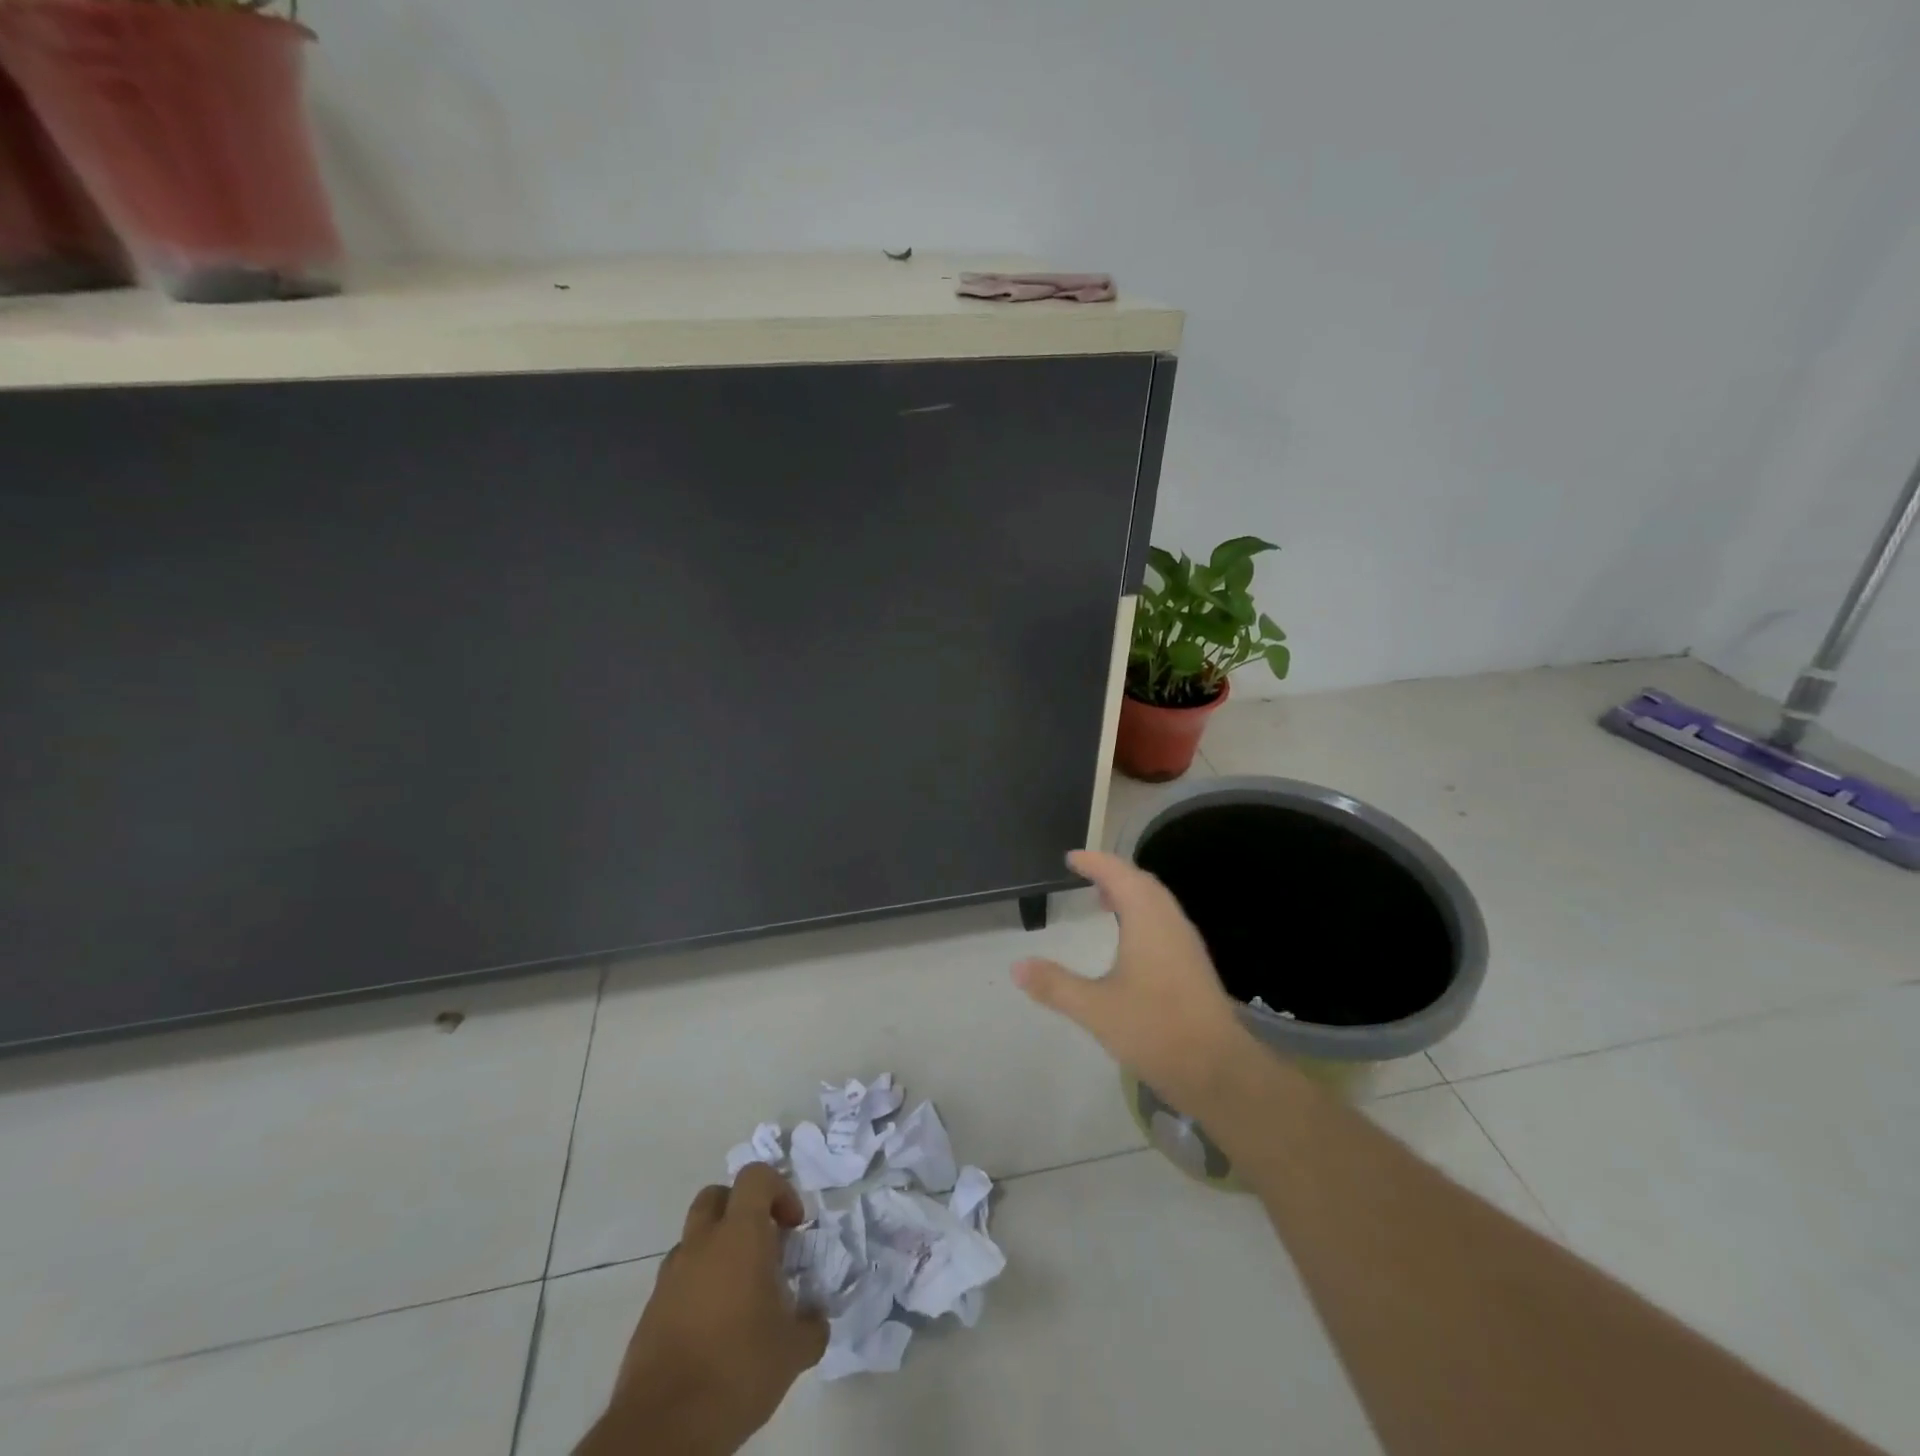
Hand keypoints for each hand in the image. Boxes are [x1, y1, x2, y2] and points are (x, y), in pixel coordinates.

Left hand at [585, 1164, 826, 1455]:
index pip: (755, 1176)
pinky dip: (699, 1286)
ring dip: (718, 1249)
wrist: (663, 1429)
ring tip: (740, 1294)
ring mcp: (670, 1276)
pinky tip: (715, 1327)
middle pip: (717, 1196)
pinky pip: (679, 1278)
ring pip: (695, 1238)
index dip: (779, 1190)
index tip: (793, 1226)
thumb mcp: (794, 1351)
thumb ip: (812, 1324)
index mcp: (739, 1235)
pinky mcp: (651, 1310)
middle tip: (763, 1245)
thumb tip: (816, 1318)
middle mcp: (701, 1243)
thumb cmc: (737, 1371)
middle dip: (742, 1210)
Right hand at [1014, 849, 1254, 1113]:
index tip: (1071, 858)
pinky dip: (1141, 914)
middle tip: (1085, 875)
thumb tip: (1016, 967)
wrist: (1218, 1070)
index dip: (1095, 862)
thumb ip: (1055, 985)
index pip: (1119, 874)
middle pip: (1142, 882)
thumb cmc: (1155, 1029)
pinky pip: (1163, 921)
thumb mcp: (1095, 1008)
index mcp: (1148, 920)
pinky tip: (1127, 941)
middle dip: (1113, 873)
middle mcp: (1170, 922)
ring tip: (1101, 902)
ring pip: (1156, 903)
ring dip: (1129, 894)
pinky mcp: (1193, 965)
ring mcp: (1186, 944)